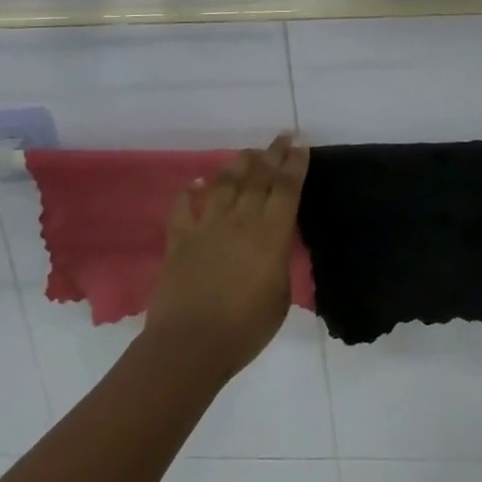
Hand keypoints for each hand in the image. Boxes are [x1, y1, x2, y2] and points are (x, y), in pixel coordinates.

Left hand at [142, 133, 308, 381]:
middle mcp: (241, 221)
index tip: (301, 145)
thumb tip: (275, 248)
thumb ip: (279, 263)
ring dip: (238, 165)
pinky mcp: (180, 240)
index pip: (287, 189)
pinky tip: (195, 182)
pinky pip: (183, 208)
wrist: (190, 345)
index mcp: (271, 234)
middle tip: (281, 137)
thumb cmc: (245, 328)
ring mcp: (207, 227)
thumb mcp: (280, 296)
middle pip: (259, 178)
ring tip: (248, 153)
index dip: (295, 165)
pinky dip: (189, 192)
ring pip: (224, 184)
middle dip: (272, 154)